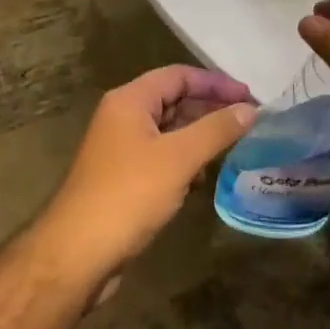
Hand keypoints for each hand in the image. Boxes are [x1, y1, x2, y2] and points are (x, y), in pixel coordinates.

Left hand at [39, 66, 256, 282]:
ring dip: (200, 136)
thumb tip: (250, 109)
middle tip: (249, 122)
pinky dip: (185, 160)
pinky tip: (204, 177)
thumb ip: (216, 129)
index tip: (250, 98)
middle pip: (174, 100)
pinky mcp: (124, 177)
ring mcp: (121, 148)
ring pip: (169, 130)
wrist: (79, 253)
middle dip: (211, 109)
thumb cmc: (129, 194)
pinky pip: (161, 156)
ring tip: (234, 147)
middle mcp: (123, 117)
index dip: (216, 83)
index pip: (179, 76)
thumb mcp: (179, 158)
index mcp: (130, 100)